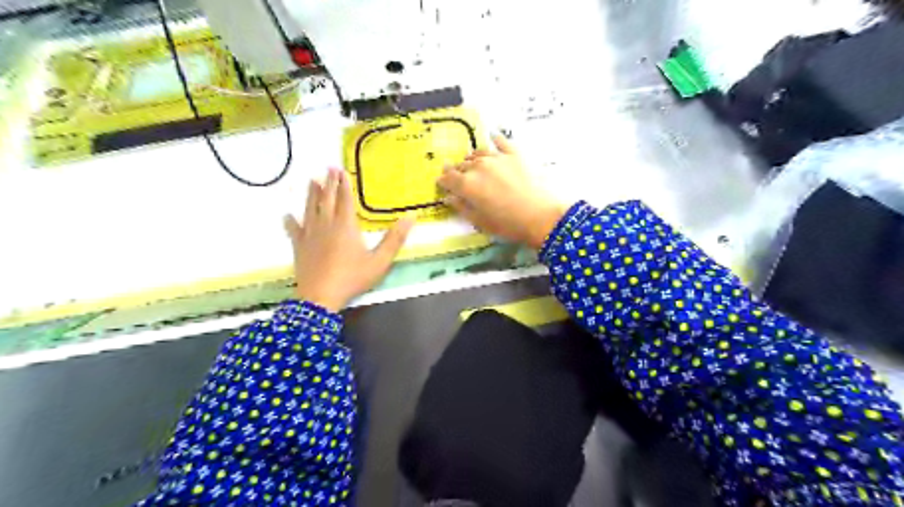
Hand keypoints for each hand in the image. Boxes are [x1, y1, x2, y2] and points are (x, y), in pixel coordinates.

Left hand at [283, 169, 414, 309]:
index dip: (344, 184)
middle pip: (327, 199)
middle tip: (328, 167)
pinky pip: (293, 229)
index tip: (341, 170)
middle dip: (328, 183)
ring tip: (312, 180)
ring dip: (311, 194)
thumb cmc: (353, 278)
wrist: (321, 297)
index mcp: (346, 225)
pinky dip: (290, 221)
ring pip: (310, 208)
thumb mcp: (380, 261)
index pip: (345, 199)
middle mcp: (326, 224)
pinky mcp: (299, 246)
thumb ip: (395, 238)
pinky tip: (287, 215)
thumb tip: (411, 217)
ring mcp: (310, 235)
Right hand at [436, 133, 562, 247]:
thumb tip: (449, 197)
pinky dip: (495, 139)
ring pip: (478, 153)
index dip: (443, 180)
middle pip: (462, 165)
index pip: (448, 178)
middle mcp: (478, 167)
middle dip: (457, 170)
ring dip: (472, 158)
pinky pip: (501, 142)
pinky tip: (493, 137)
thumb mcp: (481, 221)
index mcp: (467, 185)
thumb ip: (462, 207)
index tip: (441, 182)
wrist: (542, 216)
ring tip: (472, 162)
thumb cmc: (508, 224)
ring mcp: (497, 158)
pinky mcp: (515, 154)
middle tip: (457, 175)